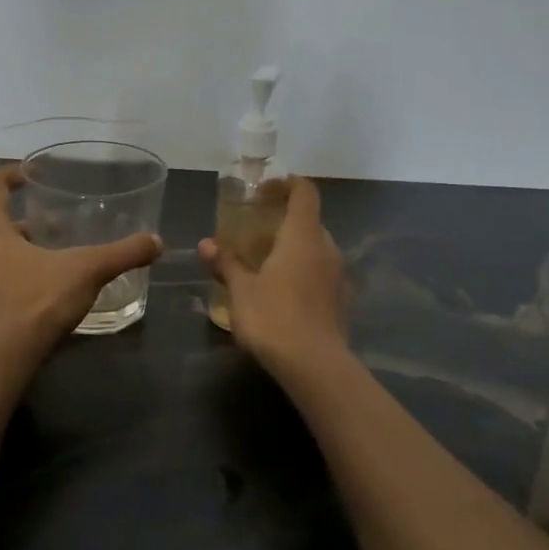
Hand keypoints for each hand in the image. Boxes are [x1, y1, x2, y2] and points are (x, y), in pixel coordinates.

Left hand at [0, 164, 162, 361]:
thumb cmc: (39, 300)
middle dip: (24, 220)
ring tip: (52, 256)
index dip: (11, 174)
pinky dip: (13, 275)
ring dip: (18, 249)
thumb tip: (156, 242)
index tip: (33, 175)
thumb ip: (123, 253)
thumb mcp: (88, 270)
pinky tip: (41, 289)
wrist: (5, 358)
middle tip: (55, 225)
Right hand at [199, 176, 349, 377]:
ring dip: (294, 250)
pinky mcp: (342, 301)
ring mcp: (339, 275)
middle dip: (284, 222)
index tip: (263, 192)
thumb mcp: (241, 290)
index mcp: (303, 236)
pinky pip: (322, 275)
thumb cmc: (273, 317)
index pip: (304, 192)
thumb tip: (206, 243)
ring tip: (266, 266)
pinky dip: (304, 274)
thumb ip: (226, 263)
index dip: (286, 184)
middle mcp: (327, 248)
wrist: (315, 365)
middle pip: (310, 221)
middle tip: (256, 234)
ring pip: (317, 250)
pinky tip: (284, 295)